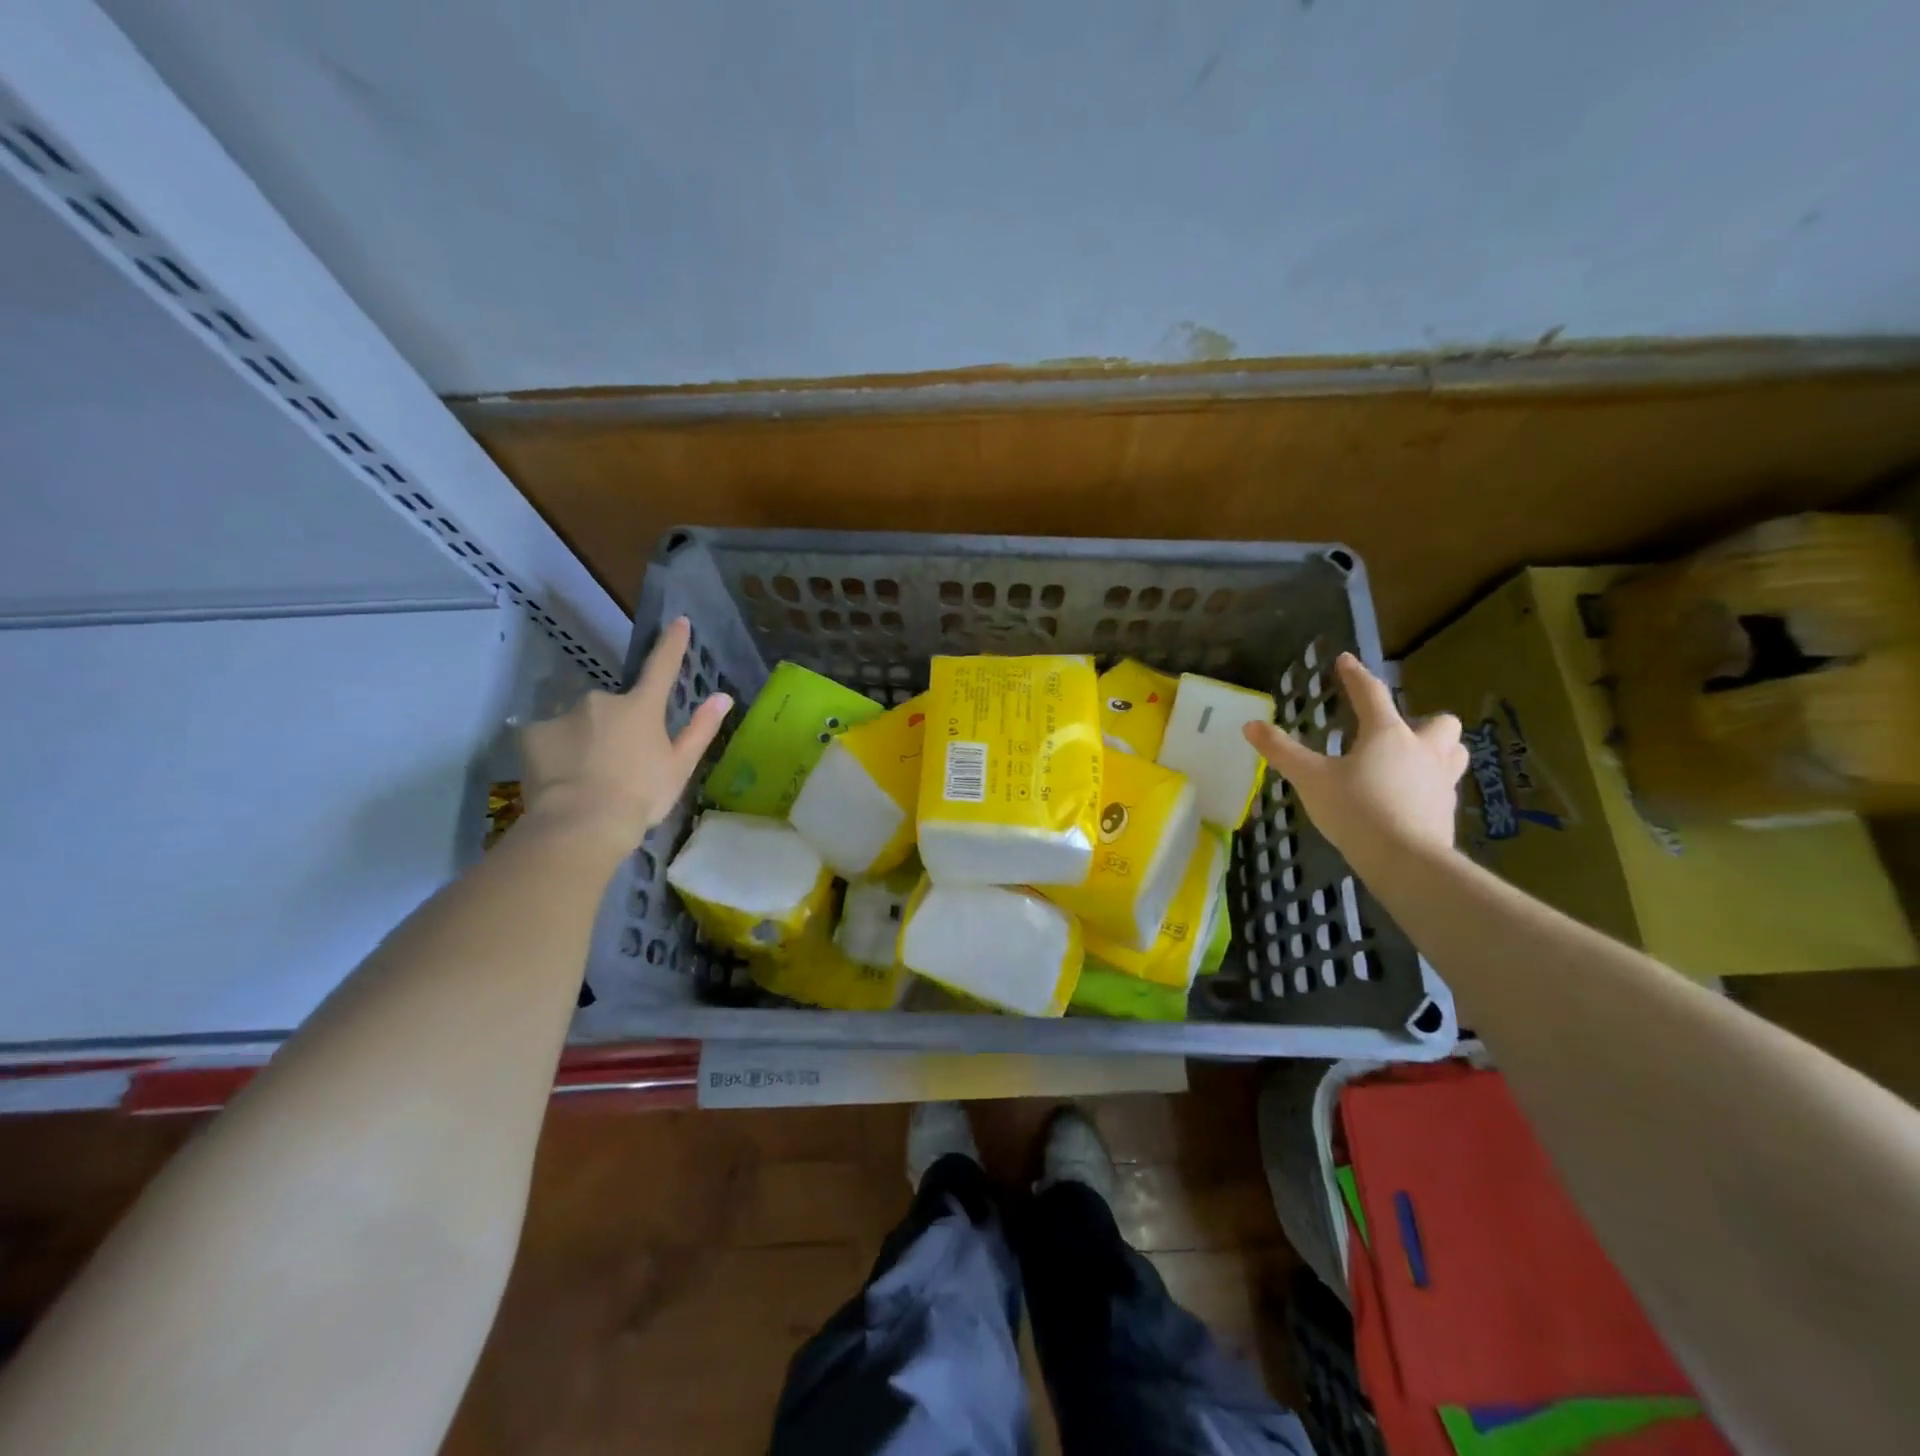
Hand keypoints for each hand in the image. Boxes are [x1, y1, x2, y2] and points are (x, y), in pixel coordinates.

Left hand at [517, 617, 731, 852]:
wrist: (581, 824)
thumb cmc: (641, 796)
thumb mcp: (679, 767)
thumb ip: (701, 729)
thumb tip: (723, 697)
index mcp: (642, 708)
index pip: (662, 667)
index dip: (672, 644)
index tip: (678, 622)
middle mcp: (603, 700)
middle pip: (613, 708)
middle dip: (615, 728)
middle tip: (617, 765)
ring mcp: (564, 714)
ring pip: (579, 723)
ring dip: (584, 741)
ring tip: (586, 779)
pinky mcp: (532, 733)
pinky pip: (548, 738)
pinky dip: (555, 753)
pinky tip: (559, 780)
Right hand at [1243, 653, 1466, 876]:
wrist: (1404, 859)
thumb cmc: (1355, 809)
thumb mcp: (1310, 778)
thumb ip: (1281, 751)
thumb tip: (1250, 725)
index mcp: (1387, 734)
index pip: (1371, 694)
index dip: (1355, 676)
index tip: (1345, 661)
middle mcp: (1422, 749)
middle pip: (1439, 722)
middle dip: (1423, 721)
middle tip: (1395, 734)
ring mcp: (1440, 781)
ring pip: (1454, 752)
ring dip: (1438, 750)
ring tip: (1411, 762)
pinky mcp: (1446, 811)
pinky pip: (1444, 786)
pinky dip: (1429, 785)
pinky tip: (1408, 799)